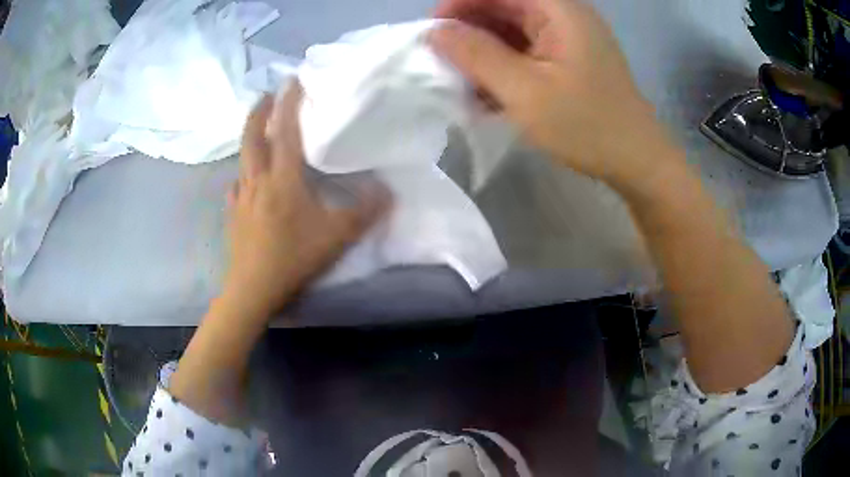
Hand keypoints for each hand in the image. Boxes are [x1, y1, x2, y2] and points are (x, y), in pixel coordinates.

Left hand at [224, 83, 390, 316]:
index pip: (285, 130)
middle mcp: (257, 179)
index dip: (289, 102)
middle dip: (259, 111)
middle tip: (268, 95)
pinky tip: (247, 183)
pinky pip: (236, 186)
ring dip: (250, 138)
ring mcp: (241, 197)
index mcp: (283, 177)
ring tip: (260, 133)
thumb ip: (365, 211)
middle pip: (252, 136)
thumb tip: (387, 190)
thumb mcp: (337, 236)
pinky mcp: (233, 214)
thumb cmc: (293, 257)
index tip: (294, 80)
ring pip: (242, 158)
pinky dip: (243, 176)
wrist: (253, 288)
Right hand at [431, 0, 669, 184]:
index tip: (433, 34)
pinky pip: (525, 52)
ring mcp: (567, 39)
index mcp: (557, 9)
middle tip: (444, 64)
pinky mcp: (568, 60)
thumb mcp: (524, 91)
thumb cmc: (586, 126)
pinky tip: (488, 94)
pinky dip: (503, 68)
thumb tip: (434, 32)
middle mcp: (563, 15)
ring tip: (463, 84)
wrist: (637, 162)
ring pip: (511, 31)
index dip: (459, 4)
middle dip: (469, 31)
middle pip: (502, 7)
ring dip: (484, 53)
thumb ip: (476, 55)